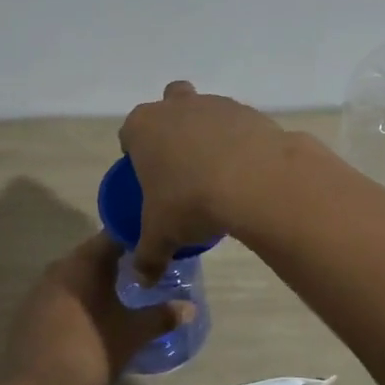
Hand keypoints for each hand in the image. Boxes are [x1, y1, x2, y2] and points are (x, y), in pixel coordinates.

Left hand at [3, 233, 192, 384]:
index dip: (137, 239)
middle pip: (94, 255)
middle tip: (145, 272)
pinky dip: (79, 299)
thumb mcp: (133, 334)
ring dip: (97, 281)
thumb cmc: (90, 348)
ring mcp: (40, 290)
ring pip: (76, 276)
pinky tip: (93, 317)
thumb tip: (190, 308)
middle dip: (119, 261)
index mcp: (85, 262)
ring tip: (122, 294)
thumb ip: (162, 317)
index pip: (115, 236)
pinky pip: (61, 296)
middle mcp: (60, 267)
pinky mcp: (29, 313)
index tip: (157, 247)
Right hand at [119, 80, 291, 281]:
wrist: (255, 180)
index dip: (135, 153)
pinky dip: (240, 144)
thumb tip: (141, 279)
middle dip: (172, 127)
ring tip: (218, 174)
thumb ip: (148, 256)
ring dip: (208, 134)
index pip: (129, 133)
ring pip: (206, 112)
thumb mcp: (161, 236)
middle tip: (180, 164)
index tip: (146, 177)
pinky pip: (239, 126)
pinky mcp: (251, 112)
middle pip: (169, 105)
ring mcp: (215, 105)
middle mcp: (177, 107)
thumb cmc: (191, 201)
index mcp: (144, 127)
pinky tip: (246, 173)